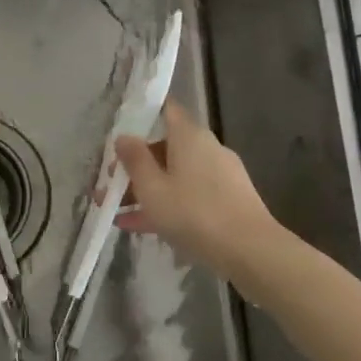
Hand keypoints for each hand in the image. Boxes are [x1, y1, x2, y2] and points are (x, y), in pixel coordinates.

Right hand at [115, 100, 278, 277]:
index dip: (142, 114)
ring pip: (174, 175)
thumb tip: (123, 137)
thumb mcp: (152, 188)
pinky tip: (139, 227)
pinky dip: (166, 205)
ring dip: (146, 190)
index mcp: (189, 136)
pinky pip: (188, 195)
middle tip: (109, 185)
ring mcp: (219, 176)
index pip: (165, 110)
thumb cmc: (194, 213)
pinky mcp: (227, 201)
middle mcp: (206, 148)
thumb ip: (134, 160)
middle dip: (135, 166)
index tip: (120, 128)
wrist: (251, 251)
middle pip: (165, 148)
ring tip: (116, 212)